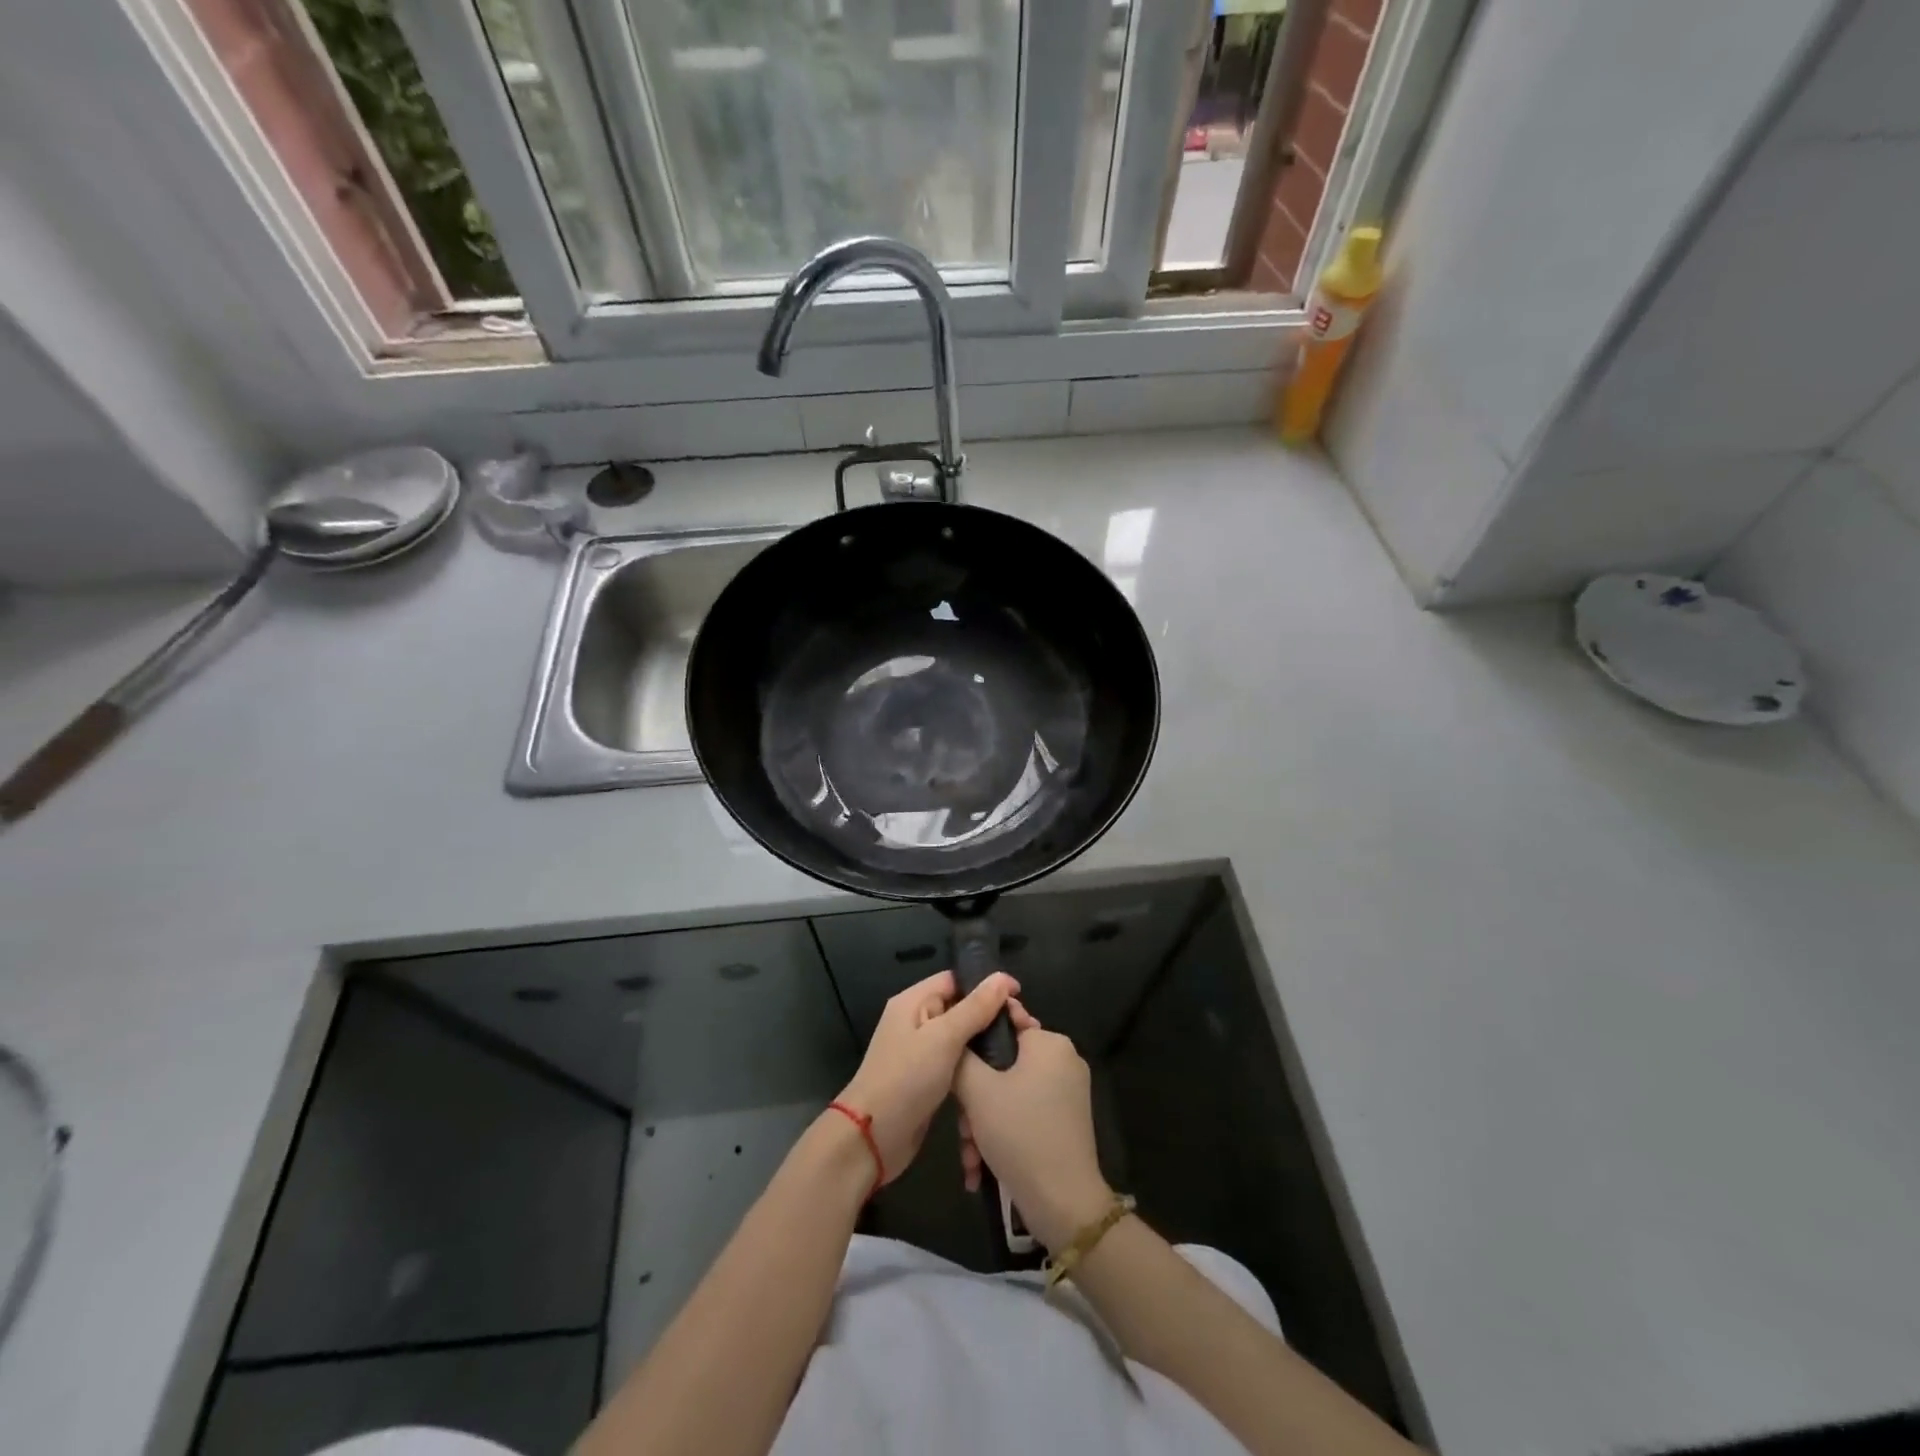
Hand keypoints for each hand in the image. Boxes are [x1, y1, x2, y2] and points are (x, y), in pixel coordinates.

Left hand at [835, 970, 1017, 1184]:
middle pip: (963, 1008)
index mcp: (914, 1002)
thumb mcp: (943, 1038)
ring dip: (990, 1043)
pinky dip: (979, 1067)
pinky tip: (1002, 1075)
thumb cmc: (906, 1079)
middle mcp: (917, 1021)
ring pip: (964, 1038)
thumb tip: (1003, 978)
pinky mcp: (929, 1080)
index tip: (1020, 998)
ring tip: (1022, 1051)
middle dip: (994, 1016)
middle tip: (1027, 1030)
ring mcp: (923, 1052)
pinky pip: (959, 1064)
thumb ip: (975, 1008)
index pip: (956, 980)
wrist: (872, 1139)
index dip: (988, 985)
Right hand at [955, 1007, 1113, 1250]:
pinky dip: (1001, 1133)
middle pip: (1002, 1064)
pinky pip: (1024, 1113)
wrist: (1063, 1205)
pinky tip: (980, 1167)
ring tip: (970, 1157)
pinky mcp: (1065, 1121)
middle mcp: (1063, 1060)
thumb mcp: (978, 1090)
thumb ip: (961, 1055)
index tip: (951, 1063)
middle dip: (975, 1098)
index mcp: (1049, 1042)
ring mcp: (1067, 1092)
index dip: (973, 1039)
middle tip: (960, 1127)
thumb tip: (955, 1038)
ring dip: (982, 1122)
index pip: (1003, 1020)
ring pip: (1009, 1093)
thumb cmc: (1019, 1133)